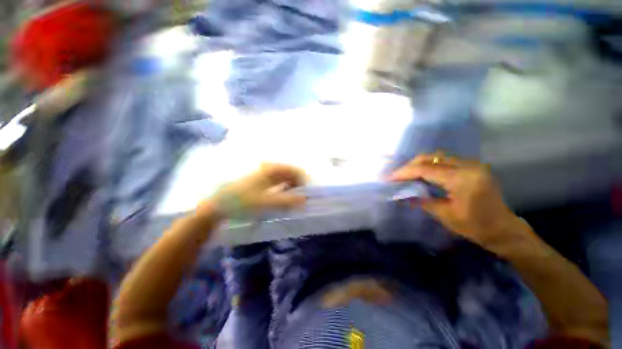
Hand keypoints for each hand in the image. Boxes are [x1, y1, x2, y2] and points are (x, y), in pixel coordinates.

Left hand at [203, 163, 306, 218]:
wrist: (218, 205)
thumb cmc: (242, 202)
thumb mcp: (267, 203)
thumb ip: (288, 201)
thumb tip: (305, 200)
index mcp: (271, 169)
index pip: (294, 170)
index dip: (304, 180)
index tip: (308, 192)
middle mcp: (268, 167)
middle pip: (290, 172)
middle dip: (298, 184)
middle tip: (303, 197)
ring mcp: (263, 173)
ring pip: (283, 177)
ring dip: (291, 186)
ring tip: (295, 198)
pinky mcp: (259, 179)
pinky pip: (276, 181)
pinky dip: (283, 188)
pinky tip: (283, 196)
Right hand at [390, 152, 522, 248]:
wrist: (504, 230)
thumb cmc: (476, 227)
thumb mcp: (445, 215)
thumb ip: (422, 200)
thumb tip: (401, 194)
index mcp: (462, 179)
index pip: (426, 169)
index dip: (405, 172)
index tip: (390, 178)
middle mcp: (468, 166)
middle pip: (431, 157)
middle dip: (410, 165)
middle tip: (397, 175)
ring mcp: (472, 164)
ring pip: (437, 156)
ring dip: (419, 164)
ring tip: (406, 174)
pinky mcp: (472, 166)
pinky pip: (445, 160)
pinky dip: (430, 164)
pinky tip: (422, 173)